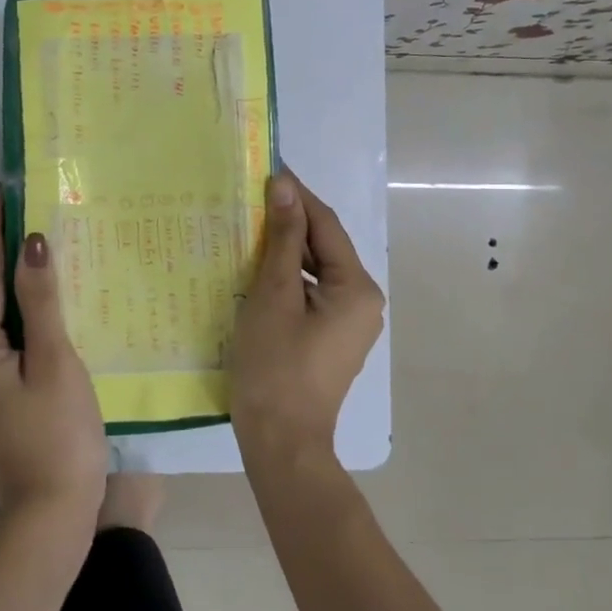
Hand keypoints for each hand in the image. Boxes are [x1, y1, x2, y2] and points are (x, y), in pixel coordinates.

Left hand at [0, 192, 107, 525]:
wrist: (54, 512)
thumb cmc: (58, 434)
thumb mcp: (54, 361)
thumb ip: (41, 300)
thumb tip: (31, 242)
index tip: (3, 191)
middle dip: (11, 253)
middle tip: (36, 210)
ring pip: (5, 317)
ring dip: (24, 283)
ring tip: (49, 244)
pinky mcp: (4, 393)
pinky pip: (16, 339)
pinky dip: (33, 314)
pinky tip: (56, 300)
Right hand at [230, 171, 384, 461]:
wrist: (281, 442)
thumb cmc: (275, 366)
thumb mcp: (275, 295)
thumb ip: (284, 239)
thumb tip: (285, 186)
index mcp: (357, 288)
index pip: (326, 225)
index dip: (297, 195)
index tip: (268, 168)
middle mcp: (363, 301)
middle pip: (324, 247)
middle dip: (290, 221)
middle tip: (250, 197)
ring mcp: (348, 323)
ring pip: (316, 271)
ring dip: (286, 250)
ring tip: (249, 226)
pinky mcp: (330, 338)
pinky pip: (311, 294)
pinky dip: (287, 278)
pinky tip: (257, 269)